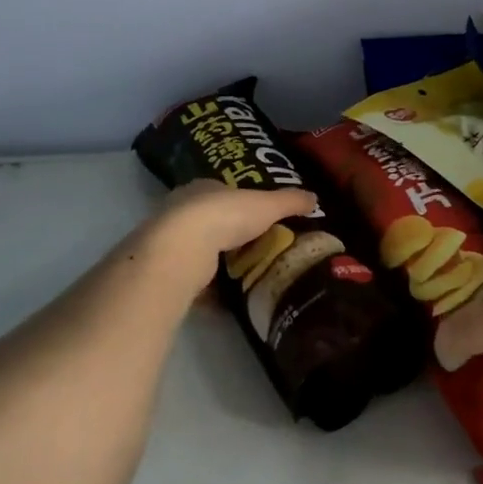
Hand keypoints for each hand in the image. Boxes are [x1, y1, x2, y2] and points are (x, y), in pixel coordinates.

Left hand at [147, 180, 318, 290]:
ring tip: (244, 272)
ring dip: (216, 258)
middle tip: (255, 246)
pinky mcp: (167, 267)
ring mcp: (171, 239)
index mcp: (203, 187)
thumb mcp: (267, 205)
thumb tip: (314, 197)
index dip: (240, 201)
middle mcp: (181, 208)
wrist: (181, 249)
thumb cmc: (225, 216)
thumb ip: (290, 201)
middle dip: (229, 232)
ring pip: (198, 246)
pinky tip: (225, 296)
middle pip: (209, 218)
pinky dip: (207, 285)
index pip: (222, 190)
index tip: (258, 216)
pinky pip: (192, 275)